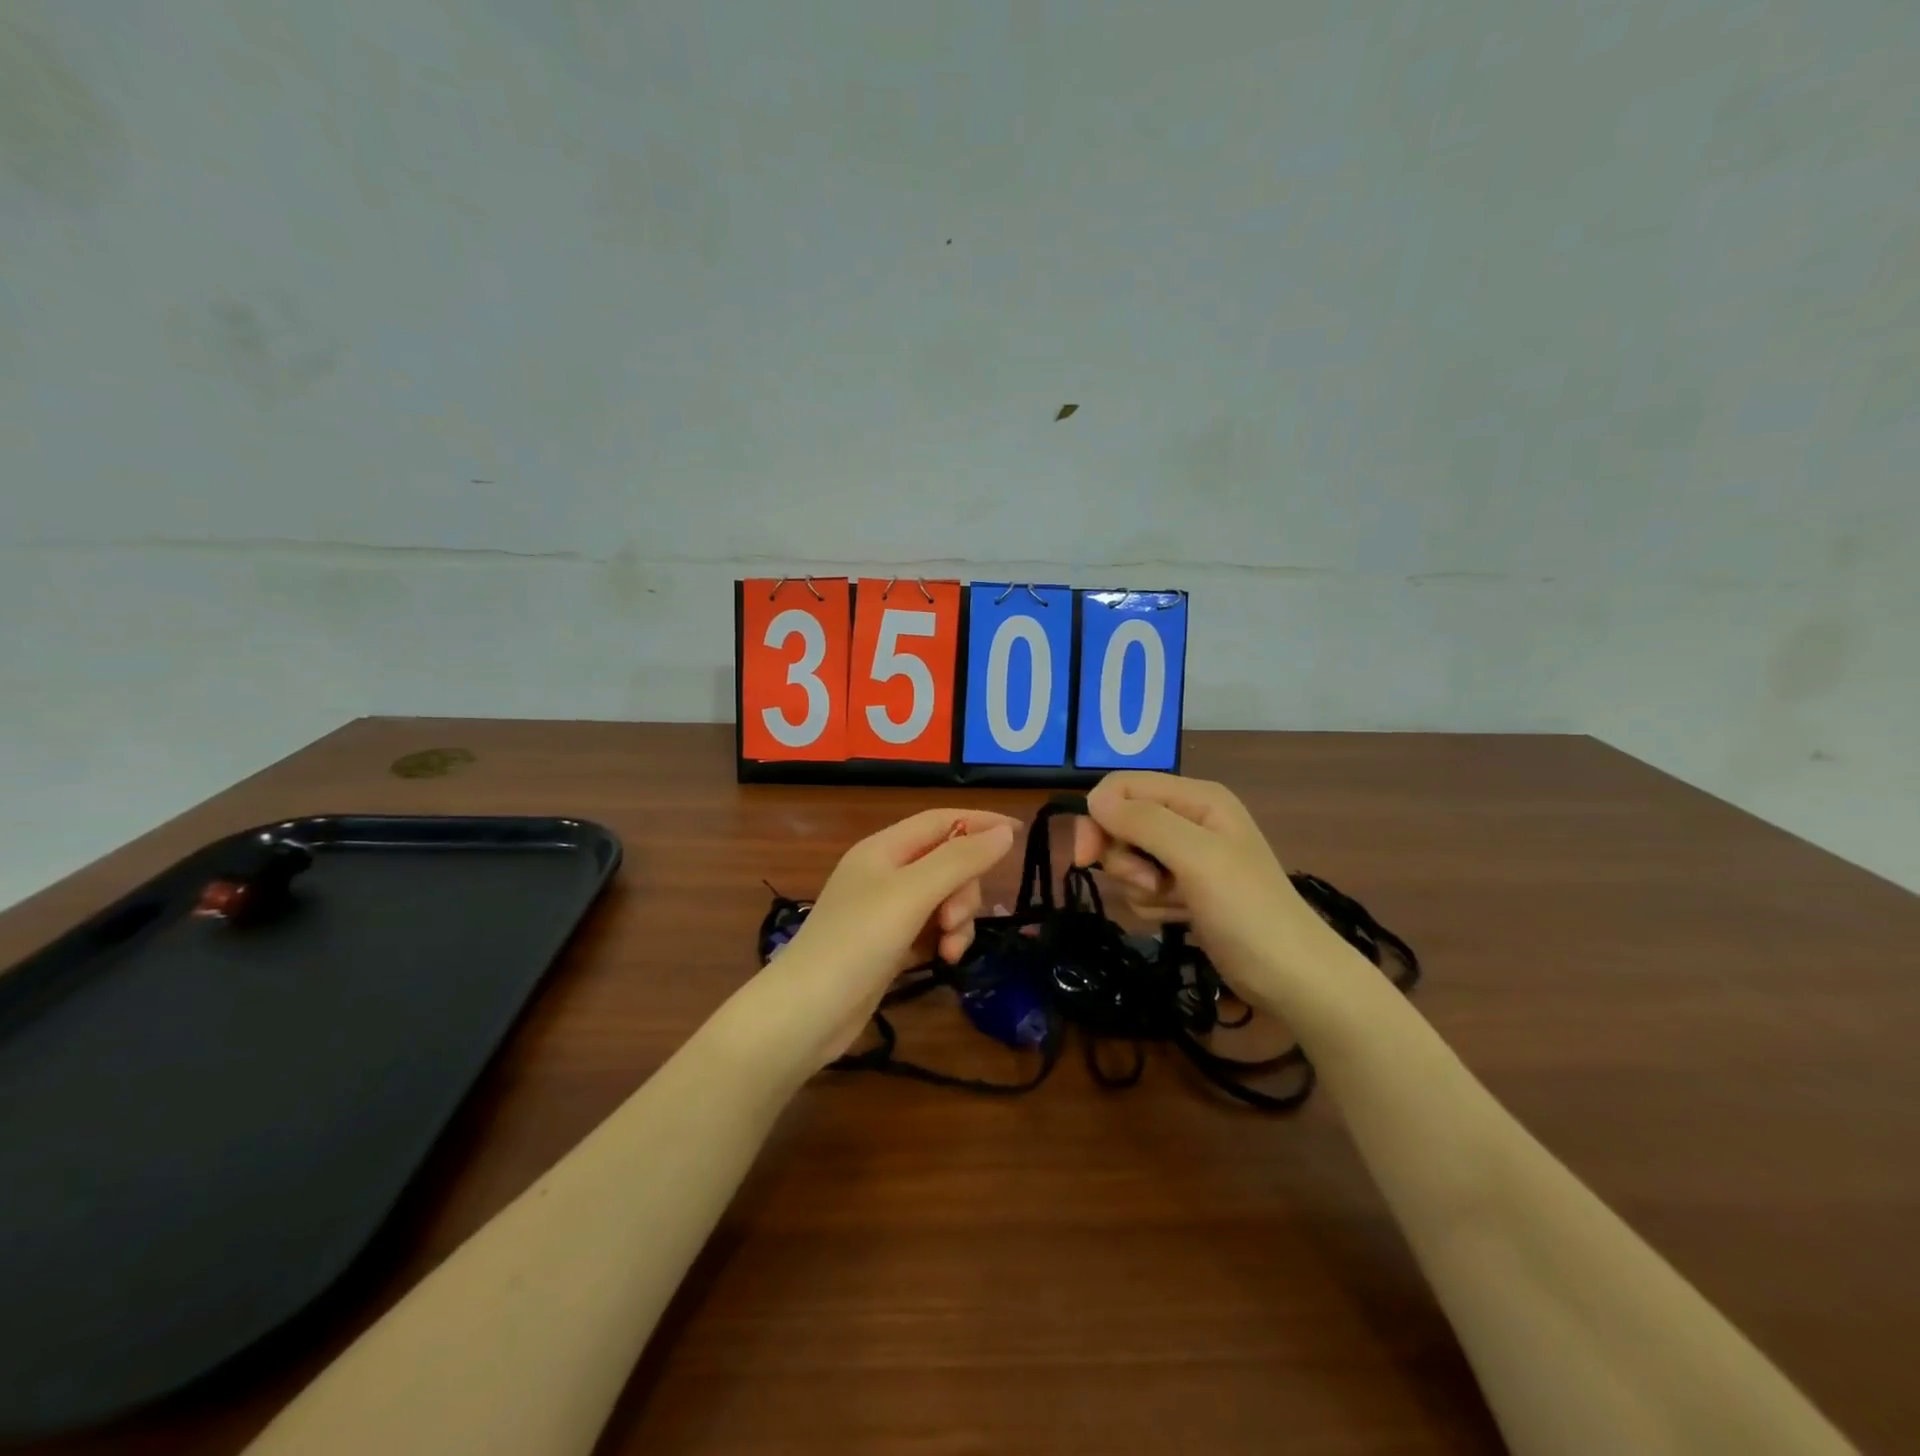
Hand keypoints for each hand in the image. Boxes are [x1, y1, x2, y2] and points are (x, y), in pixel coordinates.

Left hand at [761, 808, 1018, 1065]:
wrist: (806, 1013)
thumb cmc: (857, 942)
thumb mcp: (912, 894)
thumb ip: (960, 860)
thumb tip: (1005, 832)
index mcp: (883, 849)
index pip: (940, 820)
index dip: (979, 823)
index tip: (1019, 834)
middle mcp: (885, 873)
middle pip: (947, 862)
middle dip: (964, 889)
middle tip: (957, 920)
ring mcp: (886, 911)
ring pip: (944, 898)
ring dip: (958, 920)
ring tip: (950, 949)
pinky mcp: (890, 945)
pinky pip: (932, 928)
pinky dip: (944, 939)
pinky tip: (942, 960)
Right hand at [1071, 772, 1332, 1002]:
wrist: (1291, 977)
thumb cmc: (1248, 910)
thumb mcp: (1196, 857)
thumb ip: (1145, 822)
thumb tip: (1092, 798)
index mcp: (1195, 797)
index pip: (1122, 787)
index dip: (1098, 817)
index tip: (1086, 858)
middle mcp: (1188, 819)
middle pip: (1120, 823)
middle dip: (1124, 858)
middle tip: (1148, 884)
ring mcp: (1186, 856)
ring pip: (1128, 859)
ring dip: (1140, 887)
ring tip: (1175, 904)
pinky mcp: (1183, 889)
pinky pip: (1141, 887)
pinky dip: (1153, 905)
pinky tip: (1180, 917)